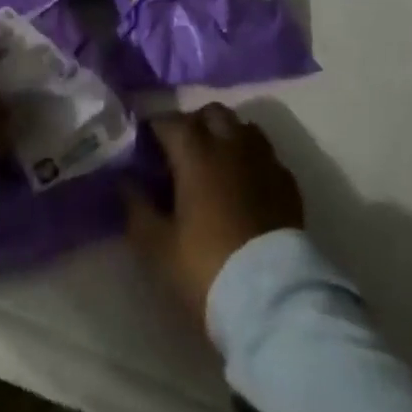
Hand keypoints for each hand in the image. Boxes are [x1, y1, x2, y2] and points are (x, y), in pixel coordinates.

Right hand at [124, 103, 304, 320]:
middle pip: (210, 113)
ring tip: (215, 163)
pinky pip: (266, 155)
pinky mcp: (287, 181)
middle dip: (193, 124)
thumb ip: (136, 207)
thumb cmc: (206, 267)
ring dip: (226, 135)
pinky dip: (252, 160)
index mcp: (196, 151)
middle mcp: (231, 142)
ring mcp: (264, 158)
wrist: (271, 298)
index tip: (144, 147)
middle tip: (180, 153)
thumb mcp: (158, 246)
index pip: (169, 121)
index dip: (153, 130)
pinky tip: (245, 184)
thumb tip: (124, 180)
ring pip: (242, 127)